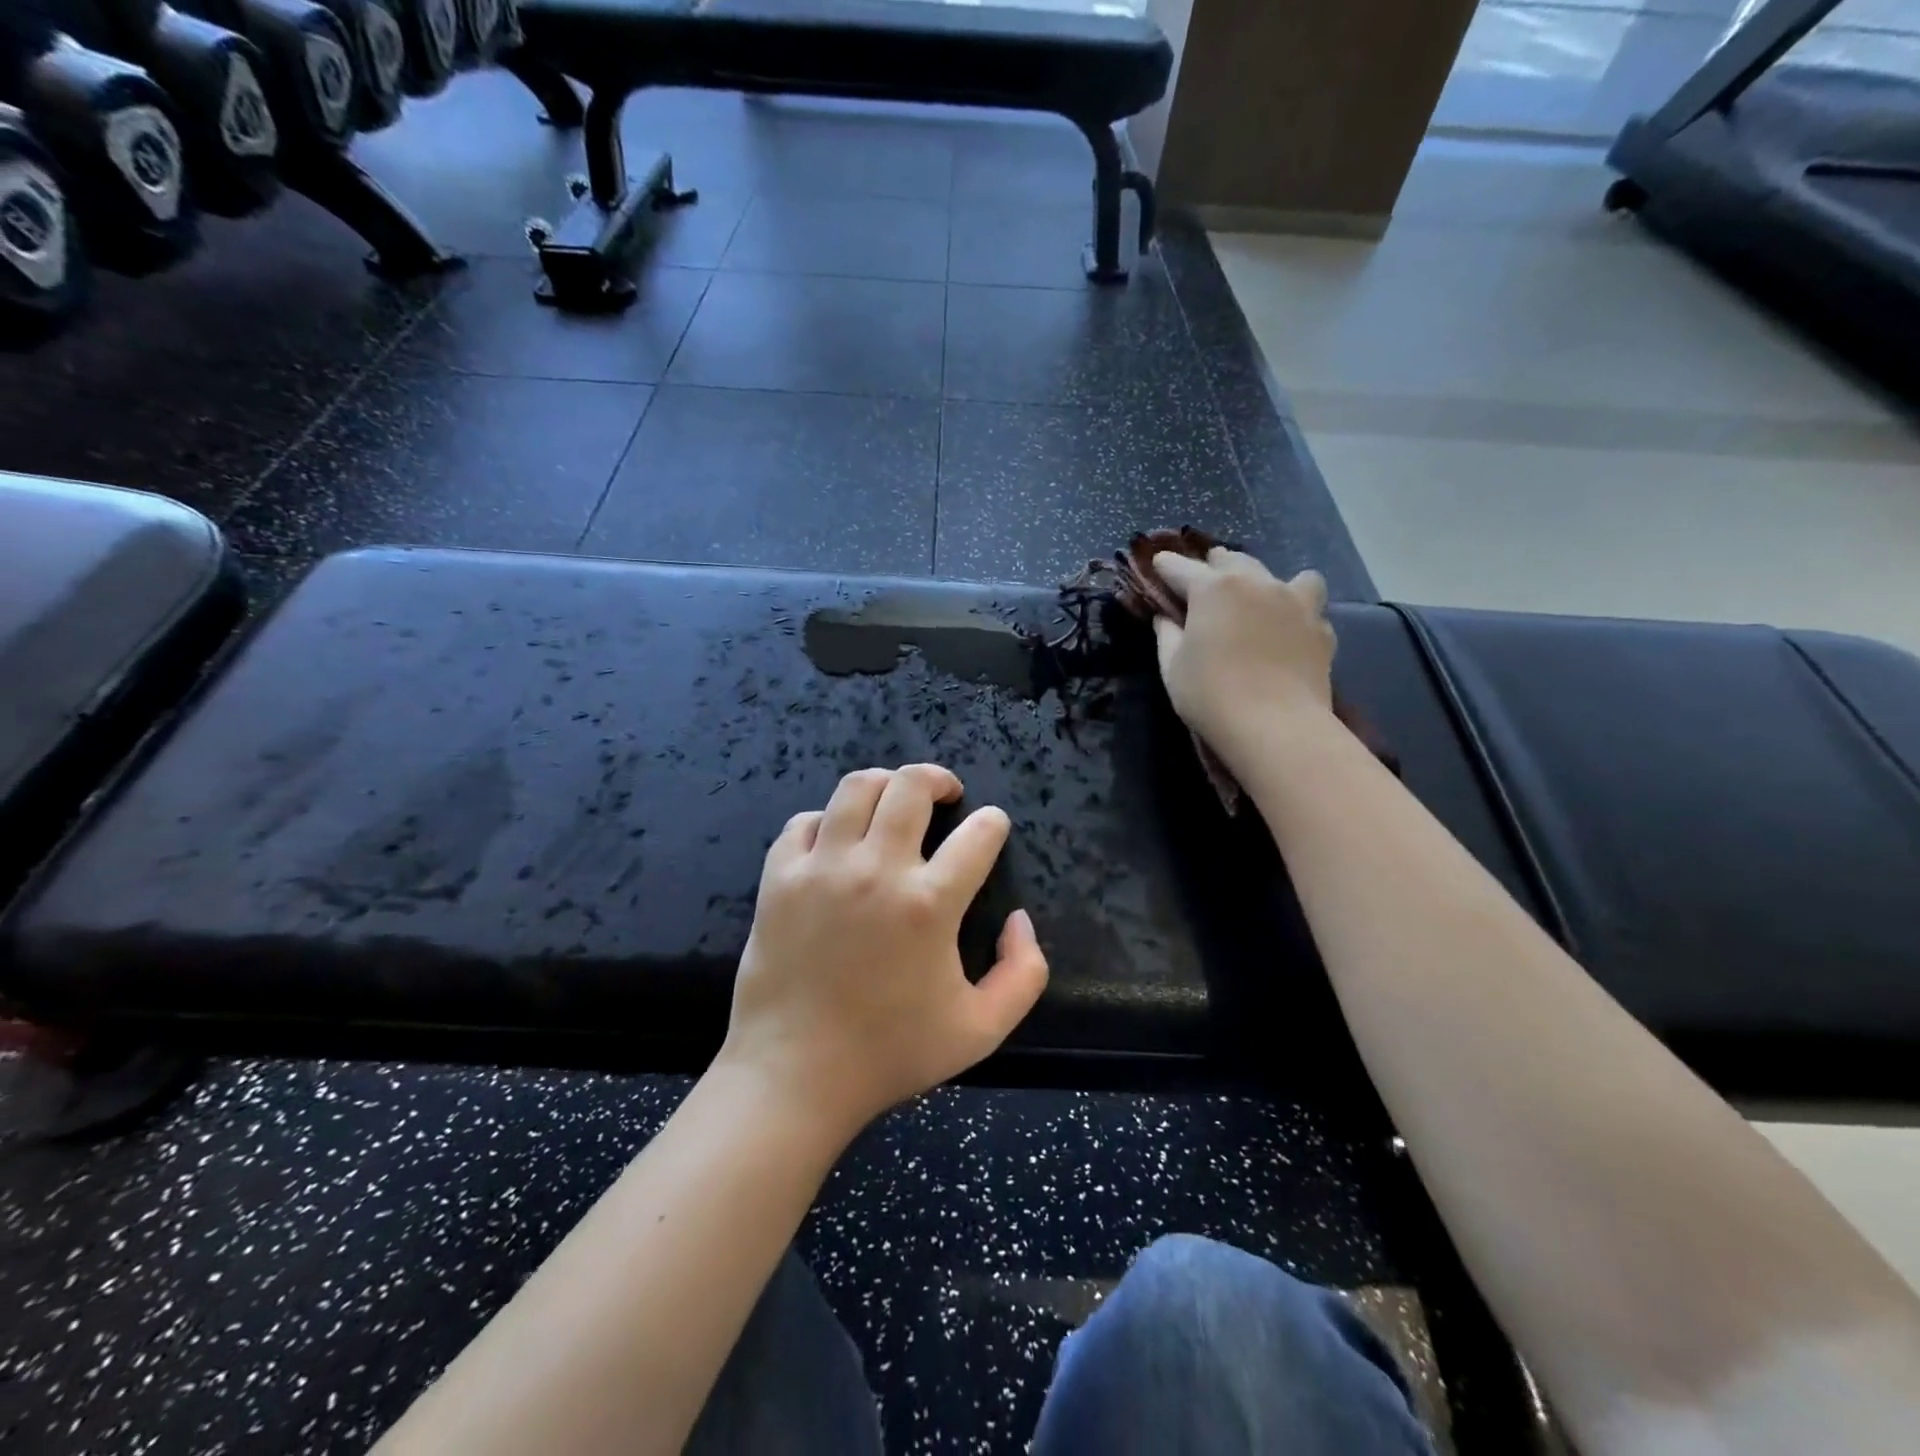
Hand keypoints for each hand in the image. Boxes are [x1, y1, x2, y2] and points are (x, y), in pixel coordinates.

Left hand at [718, 765, 1048, 1138]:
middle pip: (911, 786)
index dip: (993, 823)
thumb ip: (1024, 973)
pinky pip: (803, 823)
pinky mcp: (779, 878)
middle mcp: (877, 870)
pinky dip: (826, 820)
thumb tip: (1020, 920)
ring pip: (856, 787)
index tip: (992, 827)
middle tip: (945, 793)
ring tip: (893, 799)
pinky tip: (836, 839)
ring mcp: (822, 869)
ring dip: (884, 783)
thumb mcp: (982, 1030)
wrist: (796, 1076)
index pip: (978, 834)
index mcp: (929, 904)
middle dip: (938, 779)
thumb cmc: (891, 1054)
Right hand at [1151, 549, 1335, 767]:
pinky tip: (1287, 632)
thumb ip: (1167, 635)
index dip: (1166, 566)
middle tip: (1204, 579)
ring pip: (1283, 575)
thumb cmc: (1211, 695)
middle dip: (1215, 566)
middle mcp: (1256, 583)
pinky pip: (1308, 608)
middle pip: (1233, 560)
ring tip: (1260, 598)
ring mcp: (1295, 602)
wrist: (1276, 726)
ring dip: (1266, 581)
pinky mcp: (1321, 628)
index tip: (1158, 564)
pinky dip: (1295, 614)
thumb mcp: (1173, 667)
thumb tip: (1165, 618)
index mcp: (1213, 588)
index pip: (1182, 568)